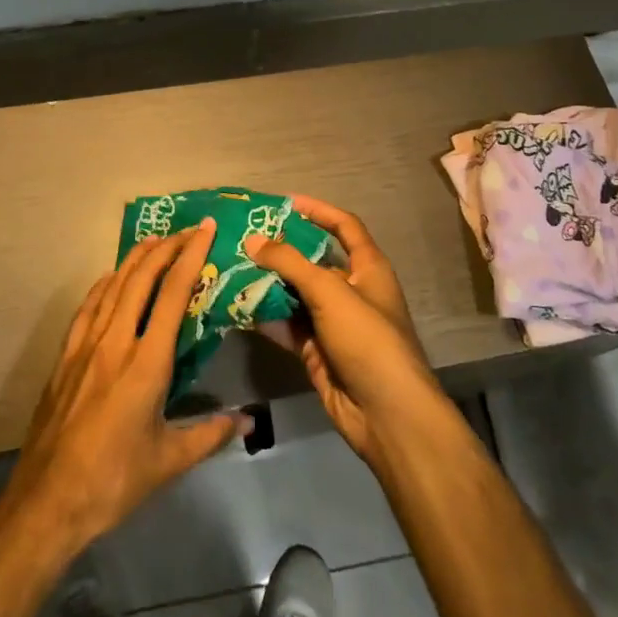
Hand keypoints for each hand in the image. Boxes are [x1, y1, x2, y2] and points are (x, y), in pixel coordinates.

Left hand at [0, 223, 240, 559]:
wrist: (47, 500)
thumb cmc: (114, 481)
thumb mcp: (170, 460)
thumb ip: (211, 434)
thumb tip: (248, 421)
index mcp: (146, 363)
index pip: (174, 294)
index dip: (191, 256)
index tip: (206, 231)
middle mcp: (115, 342)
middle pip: (141, 278)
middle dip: (166, 247)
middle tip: (188, 230)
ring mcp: (85, 346)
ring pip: (113, 286)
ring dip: (136, 259)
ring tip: (155, 242)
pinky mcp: (65, 357)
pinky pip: (88, 307)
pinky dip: (105, 284)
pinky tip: (112, 279)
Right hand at [245, 195, 449, 466]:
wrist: (386, 414)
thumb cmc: (367, 339)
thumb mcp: (330, 291)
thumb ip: (290, 263)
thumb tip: (253, 240)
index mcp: (367, 268)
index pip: (344, 226)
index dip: (318, 210)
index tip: (285, 203)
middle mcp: (351, 290)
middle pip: (312, 260)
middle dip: (281, 250)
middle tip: (243, 239)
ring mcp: (333, 322)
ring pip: (295, 294)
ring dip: (268, 283)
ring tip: (231, 268)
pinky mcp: (317, 350)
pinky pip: (287, 325)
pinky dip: (266, 316)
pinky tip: (237, 306)